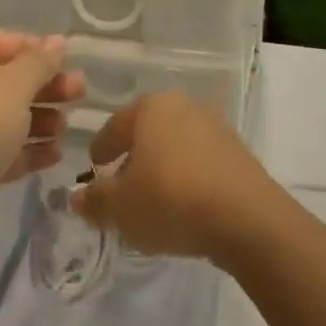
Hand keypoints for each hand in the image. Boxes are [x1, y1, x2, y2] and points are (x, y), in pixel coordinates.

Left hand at [0, 28, 82, 260]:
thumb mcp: (10, 90)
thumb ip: (37, 63)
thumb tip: (57, 41)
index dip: (29, 47)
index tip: (64, 61)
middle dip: (40, 86)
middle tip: (80, 93)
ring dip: (35, 120)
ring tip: (67, 130)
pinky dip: (21, 150)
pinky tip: (54, 157)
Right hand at [70, 90, 279, 264]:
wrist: (247, 219)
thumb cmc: (171, 200)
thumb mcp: (120, 208)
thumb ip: (95, 200)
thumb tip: (77, 196)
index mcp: (150, 107)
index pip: (114, 126)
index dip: (100, 150)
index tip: (94, 170)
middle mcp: (183, 106)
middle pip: (147, 132)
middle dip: (133, 157)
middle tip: (121, 186)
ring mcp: (216, 126)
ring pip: (175, 146)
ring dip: (162, 167)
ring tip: (153, 200)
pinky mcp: (239, 152)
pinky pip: (201, 161)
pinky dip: (187, 177)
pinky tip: (184, 204)